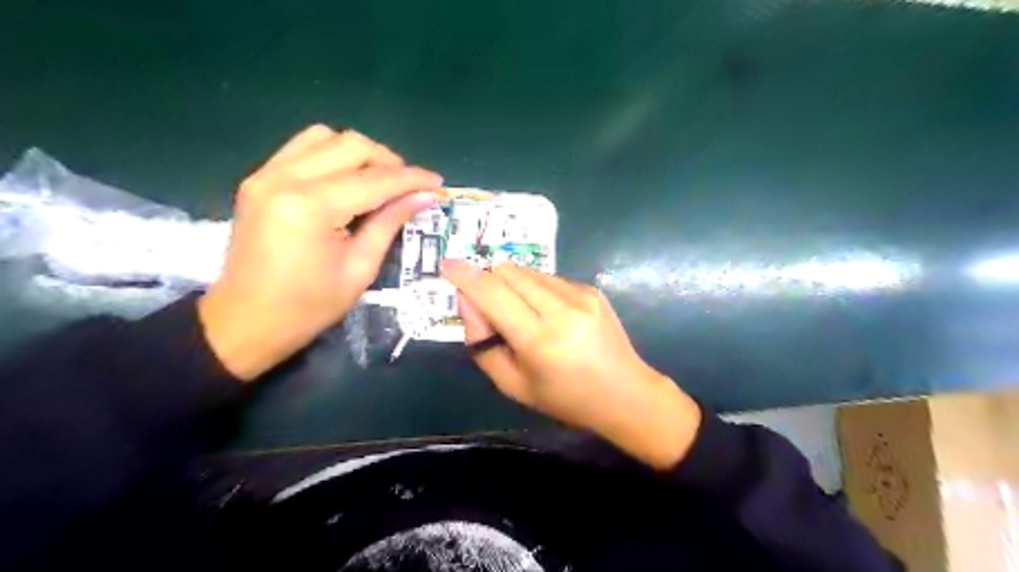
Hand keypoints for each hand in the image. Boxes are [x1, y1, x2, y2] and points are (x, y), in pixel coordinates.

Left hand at [199, 127, 440, 381]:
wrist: (246, 321)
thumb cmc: (309, 307)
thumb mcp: (360, 269)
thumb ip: (391, 223)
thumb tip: (425, 197)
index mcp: (310, 208)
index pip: (375, 180)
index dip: (412, 179)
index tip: (438, 184)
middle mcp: (284, 178)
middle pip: (351, 145)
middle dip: (388, 162)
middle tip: (407, 188)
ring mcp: (266, 174)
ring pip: (326, 137)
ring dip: (360, 154)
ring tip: (378, 182)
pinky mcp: (259, 178)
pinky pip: (303, 148)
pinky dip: (333, 157)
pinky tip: (346, 182)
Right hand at [443, 260, 705, 471]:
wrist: (624, 393)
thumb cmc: (565, 398)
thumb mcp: (513, 385)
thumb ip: (483, 345)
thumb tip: (467, 302)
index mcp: (539, 340)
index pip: (492, 294)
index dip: (465, 276)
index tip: (447, 265)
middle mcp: (561, 309)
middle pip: (508, 272)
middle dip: (487, 278)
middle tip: (484, 302)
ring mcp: (581, 295)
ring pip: (528, 271)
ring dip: (511, 283)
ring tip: (518, 311)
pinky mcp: (592, 289)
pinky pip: (549, 278)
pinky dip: (535, 288)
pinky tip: (546, 312)